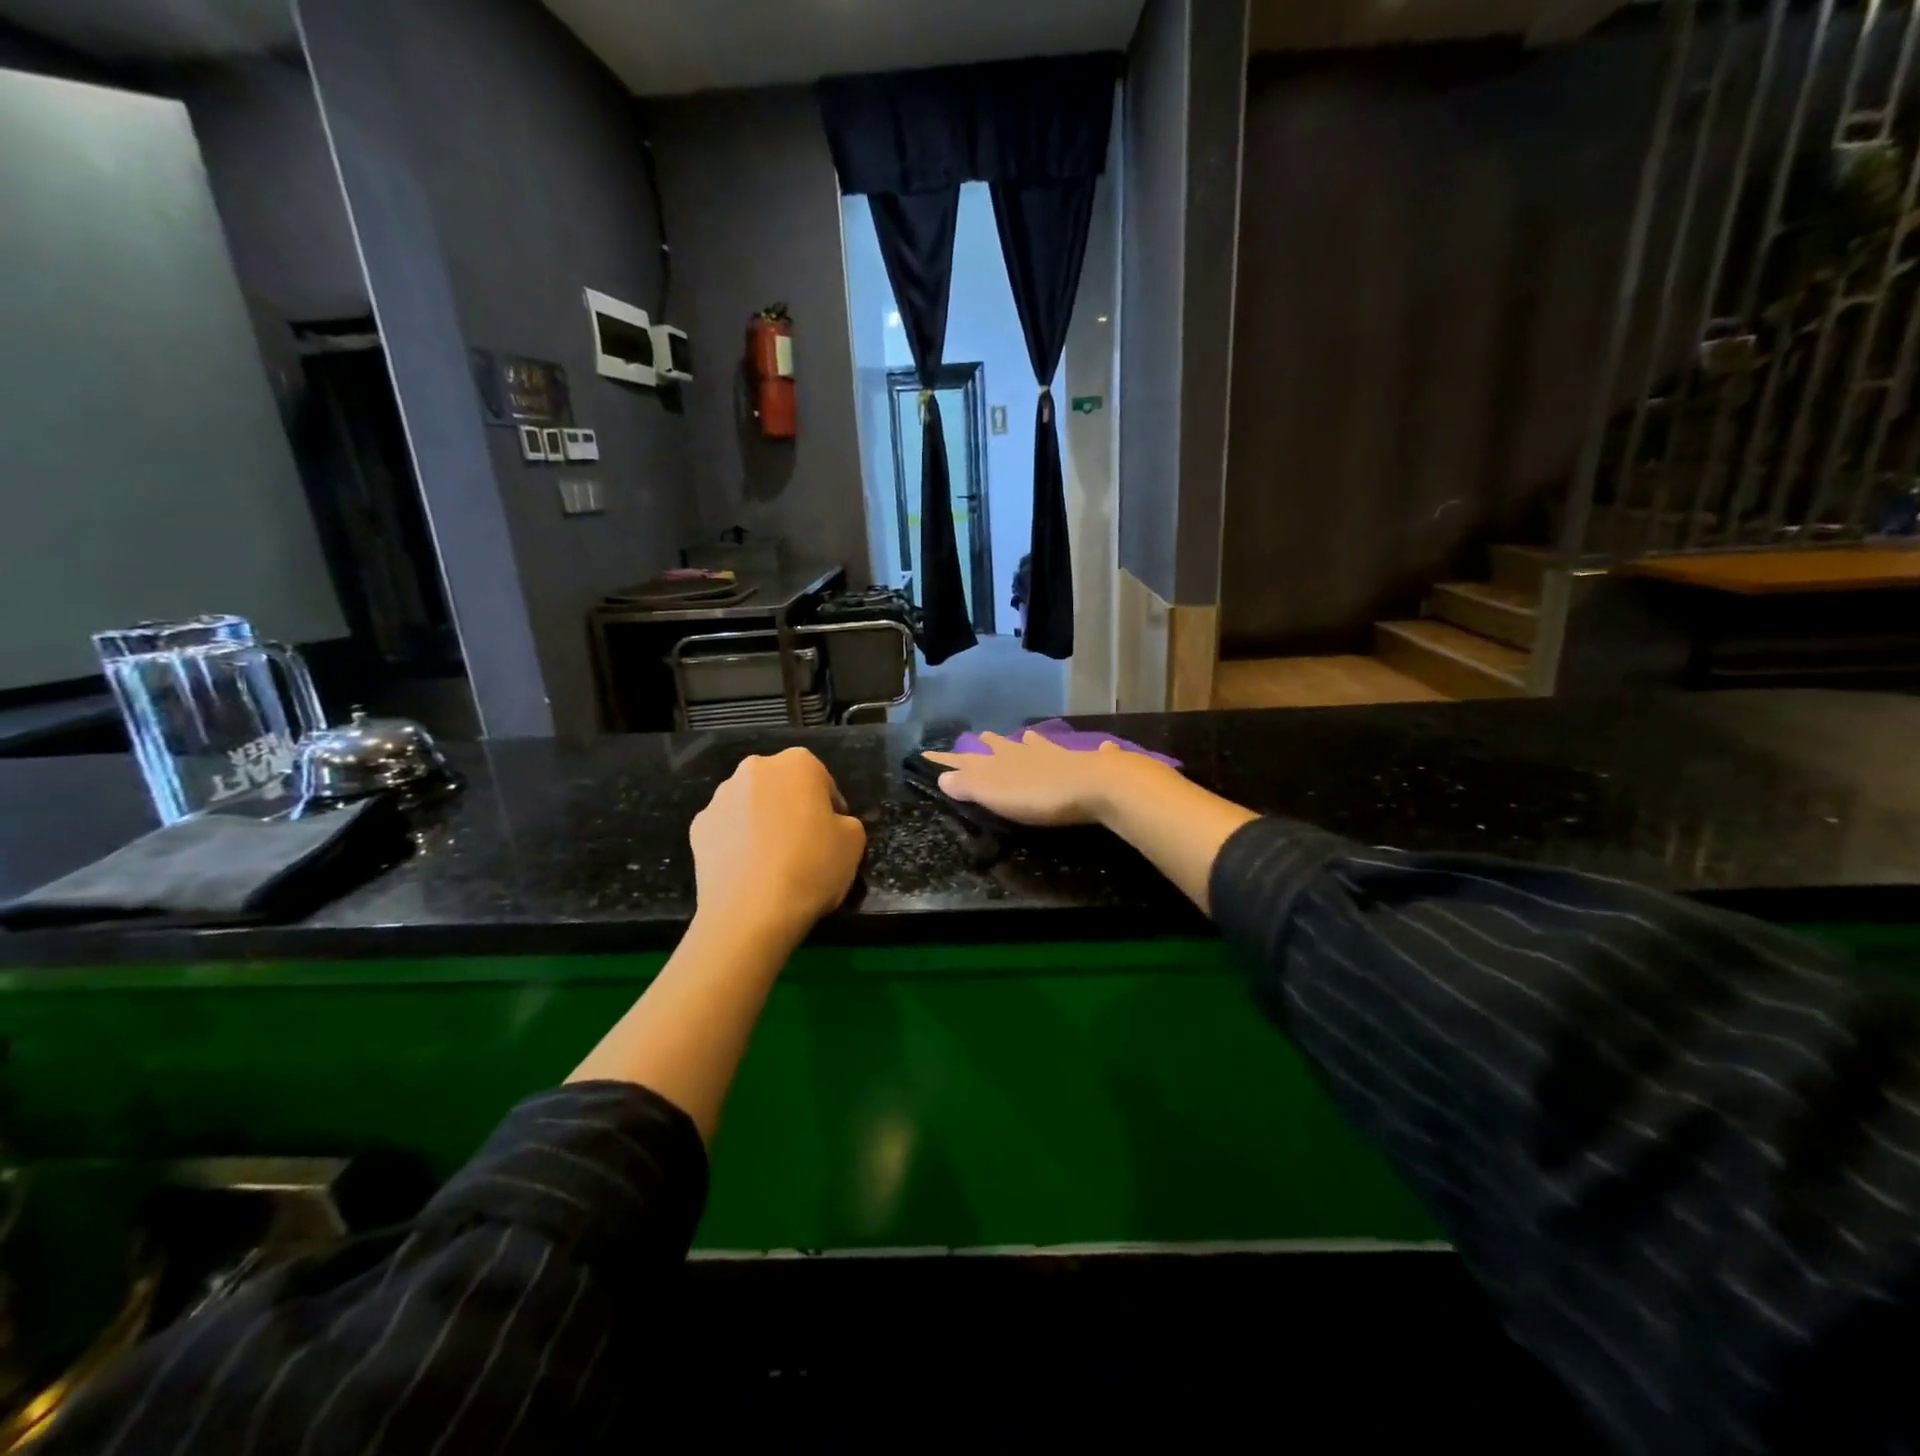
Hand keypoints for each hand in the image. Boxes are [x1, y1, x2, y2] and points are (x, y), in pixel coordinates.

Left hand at [690, 748, 866, 939]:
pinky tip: (748, 871)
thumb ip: (844, 821)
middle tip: (804, 845)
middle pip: (781, 786)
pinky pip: (727, 830)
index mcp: (797, 763)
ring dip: (762, 822)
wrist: (751, 913)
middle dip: (791, 807)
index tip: (833, 836)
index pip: (822, 780)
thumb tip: (828, 824)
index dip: (830, 809)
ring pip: (750, 805)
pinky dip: (737, 843)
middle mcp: (754, 769)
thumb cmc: (812, 867)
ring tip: (772, 862)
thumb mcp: (854, 841)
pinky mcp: (697, 828)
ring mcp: (719, 798)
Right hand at [922, 730, 1176, 826]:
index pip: (973, 757)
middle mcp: (1031, 752)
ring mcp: (1063, 755)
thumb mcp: (995, 793)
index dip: (955, 757)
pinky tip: (1103, 746)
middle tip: (985, 737)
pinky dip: (1095, 751)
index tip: (935, 753)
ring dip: (1034, 743)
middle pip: (1008, 745)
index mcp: (1004, 759)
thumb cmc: (1039, 794)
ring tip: (1029, 736)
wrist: (1096, 786)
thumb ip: (968, 784)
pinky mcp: (1093, 765)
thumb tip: (941, 777)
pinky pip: (1093, 754)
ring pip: (1043, 745)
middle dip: (994, 743)